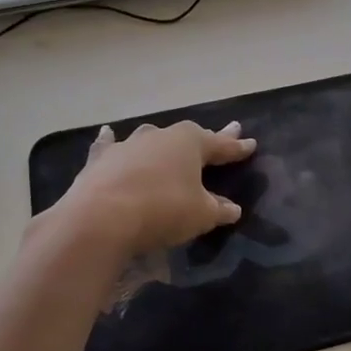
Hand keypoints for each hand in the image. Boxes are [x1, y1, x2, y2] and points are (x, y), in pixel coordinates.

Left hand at [49, 120, 257, 258]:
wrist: (102, 218)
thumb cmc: (163, 210)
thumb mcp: (200, 215)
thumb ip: (217, 209)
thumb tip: (232, 208)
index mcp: (190, 142)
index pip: (221, 145)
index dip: (236, 147)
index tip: (250, 144)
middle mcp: (159, 136)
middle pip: (187, 137)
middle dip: (203, 140)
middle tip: (217, 139)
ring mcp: (127, 145)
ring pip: (150, 140)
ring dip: (160, 144)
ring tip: (167, 143)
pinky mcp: (100, 160)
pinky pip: (109, 146)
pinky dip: (110, 142)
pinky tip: (107, 133)